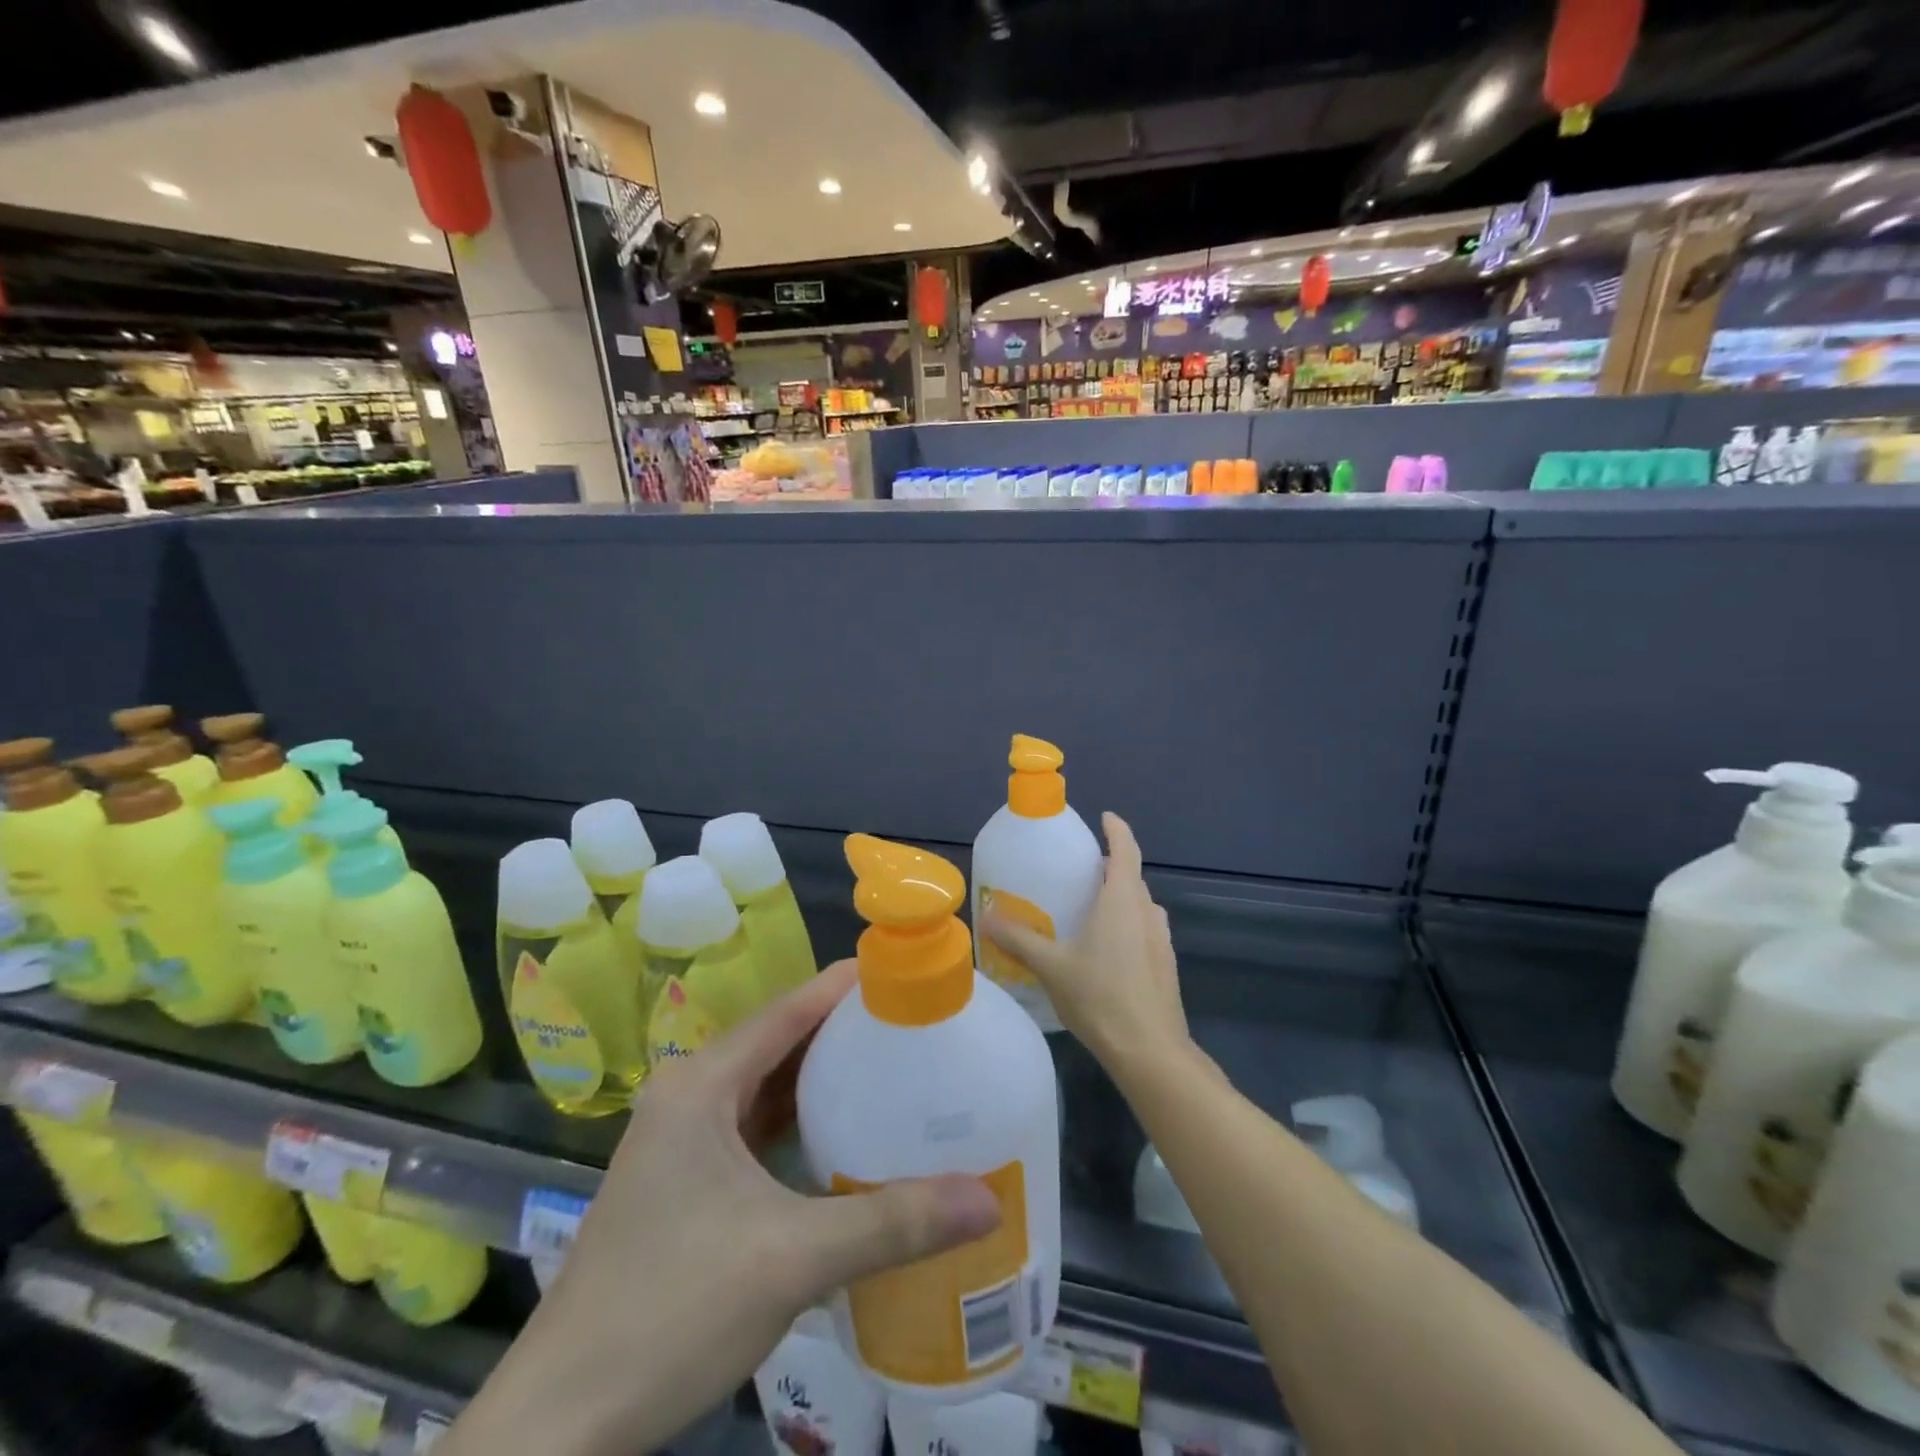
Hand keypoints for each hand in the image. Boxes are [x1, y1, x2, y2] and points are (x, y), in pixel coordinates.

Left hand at [490, 961, 1000, 1452]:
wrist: (562, 1425)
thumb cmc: (671, 1312)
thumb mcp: (792, 1260)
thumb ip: (892, 1224)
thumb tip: (987, 1202)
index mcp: (702, 1084)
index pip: (788, 1009)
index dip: (847, 986)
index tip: (907, 975)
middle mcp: (689, 1094)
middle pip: (780, 1041)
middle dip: (845, 1031)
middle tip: (917, 1025)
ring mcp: (682, 1138)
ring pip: (767, 1085)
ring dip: (823, 1078)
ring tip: (895, 1068)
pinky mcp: (686, 1178)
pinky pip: (755, 1126)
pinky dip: (800, 1121)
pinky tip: (845, 1134)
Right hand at [983, 811, 1188, 1068]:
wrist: (1150, 1051)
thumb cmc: (1100, 997)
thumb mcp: (1052, 966)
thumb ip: (1019, 939)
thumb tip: (987, 916)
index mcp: (1122, 900)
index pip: (1125, 849)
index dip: (1116, 829)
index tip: (1104, 817)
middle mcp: (1147, 911)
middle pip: (1131, 877)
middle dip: (1110, 867)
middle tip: (1079, 871)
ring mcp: (1162, 939)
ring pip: (1140, 906)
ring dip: (1120, 899)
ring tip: (1089, 909)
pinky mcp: (1165, 965)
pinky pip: (1145, 929)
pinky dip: (1127, 925)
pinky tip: (1105, 950)